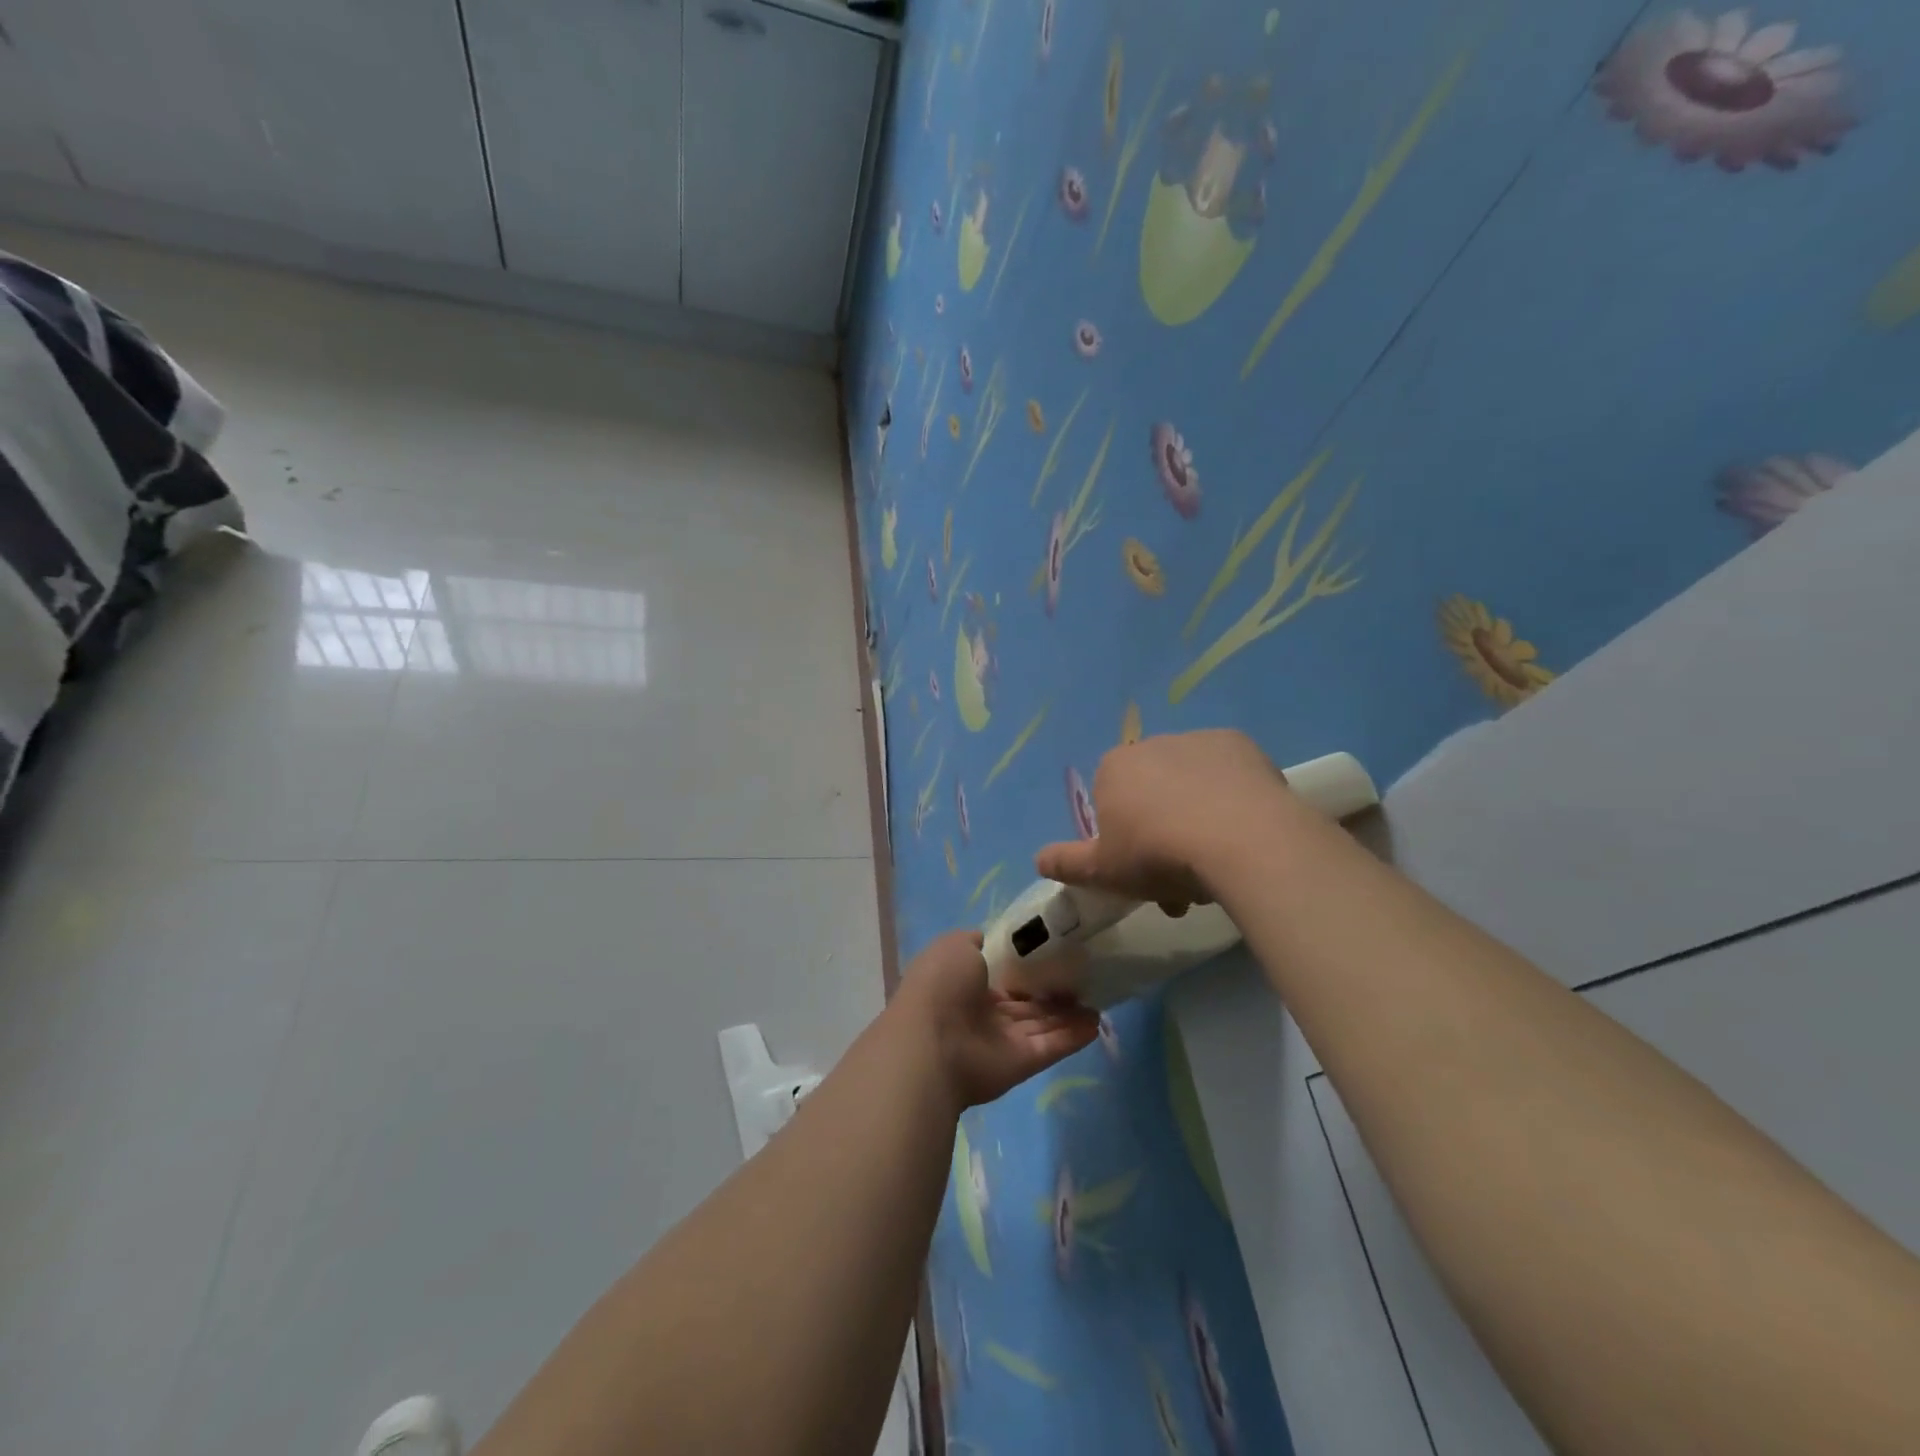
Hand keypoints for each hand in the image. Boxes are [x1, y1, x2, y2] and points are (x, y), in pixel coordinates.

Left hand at [894, 930, 1099, 1108]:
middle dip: (1052, 991)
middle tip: (1086, 975)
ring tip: (1099, 999)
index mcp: (965, 984)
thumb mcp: (954, 946)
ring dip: (1069, 1014)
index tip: (1056, 952)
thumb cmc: (941, 985)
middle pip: (1026, 1002)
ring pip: (1042, 1024)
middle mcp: (984, 1013)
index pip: (1002, 975)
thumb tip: (989, 939)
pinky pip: (1051, 1046)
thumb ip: (975, 941)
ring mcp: (1002, 1041)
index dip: (1026, 966)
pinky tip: (1096, 1022)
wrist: (932, 1043)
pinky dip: (1073, 1036)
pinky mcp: (1021, 1064)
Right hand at [1035, 729, 1298, 912]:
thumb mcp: (1103, 871)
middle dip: (1163, 835)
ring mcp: (1200, 741)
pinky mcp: (1243, 746)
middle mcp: (1153, 744)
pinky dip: (1232, 800)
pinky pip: (1229, 778)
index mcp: (1114, 768)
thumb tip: (1038, 859)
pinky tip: (1243, 832)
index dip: (1123, 839)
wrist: (1240, 840)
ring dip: (1197, 819)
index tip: (1140, 874)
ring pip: (1192, 787)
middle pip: (1153, 794)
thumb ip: (1067, 863)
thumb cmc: (1158, 855)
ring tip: (1218, 867)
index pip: (1110, 800)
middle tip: (1181, 883)